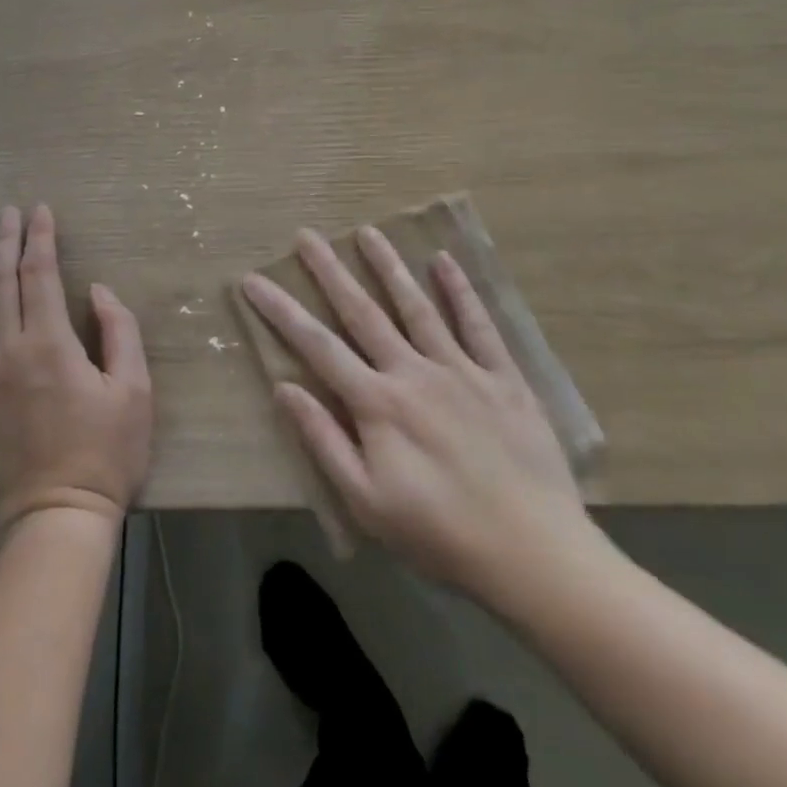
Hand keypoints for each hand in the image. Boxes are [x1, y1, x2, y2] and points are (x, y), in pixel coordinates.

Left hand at [0, 205, 152, 544]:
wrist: (52, 523)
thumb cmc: (105, 456)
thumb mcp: (134, 391)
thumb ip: (120, 331)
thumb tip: (97, 290)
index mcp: (49, 343)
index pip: (39, 273)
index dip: (39, 237)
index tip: (40, 211)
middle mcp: (4, 352)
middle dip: (3, 241)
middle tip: (6, 214)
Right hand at [243, 226, 605, 601]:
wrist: (532, 554)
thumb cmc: (439, 535)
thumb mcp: (366, 501)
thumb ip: (324, 440)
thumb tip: (284, 388)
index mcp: (377, 404)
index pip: (317, 346)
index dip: (281, 311)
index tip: (254, 280)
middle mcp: (413, 372)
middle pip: (363, 312)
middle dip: (330, 271)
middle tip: (307, 235)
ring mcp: (460, 370)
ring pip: (416, 306)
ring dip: (389, 267)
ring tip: (367, 232)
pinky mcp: (502, 377)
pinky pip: (478, 325)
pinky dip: (460, 291)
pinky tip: (444, 261)